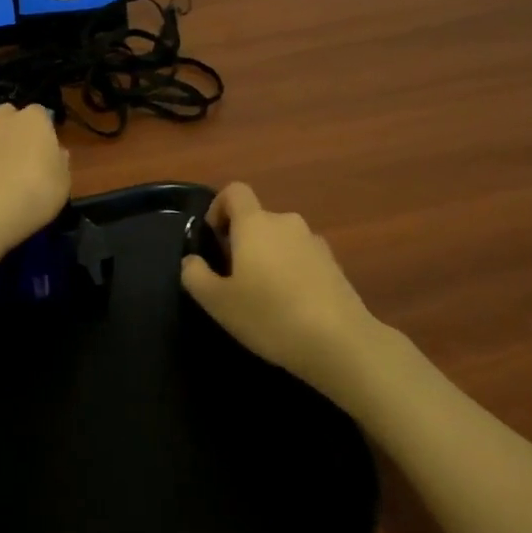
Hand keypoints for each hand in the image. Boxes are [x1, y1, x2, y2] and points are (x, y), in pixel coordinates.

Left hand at [0, 104, 71, 253]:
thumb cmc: (36, 193)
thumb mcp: (63, 181)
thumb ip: (59, 160)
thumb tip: (56, 152)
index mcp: (34, 120)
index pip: (40, 112)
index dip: (40, 129)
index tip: (43, 147)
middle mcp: (2, 118)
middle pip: (7, 113)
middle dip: (10, 126)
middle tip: (15, 152)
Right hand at [180, 183, 385, 399]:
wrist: (340, 341)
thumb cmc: (270, 315)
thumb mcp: (218, 303)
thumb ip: (196, 276)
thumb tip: (192, 260)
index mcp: (255, 223)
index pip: (235, 191)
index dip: (218, 207)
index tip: (213, 238)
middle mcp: (286, 222)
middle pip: (258, 219)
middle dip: (242, 241)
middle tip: (233, 279)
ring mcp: (314, 242)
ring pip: (281, 240)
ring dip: (268, 258)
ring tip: (264, 297)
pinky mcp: (334, 264)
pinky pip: (302, 258)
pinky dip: (292, 272)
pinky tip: (291, 307)